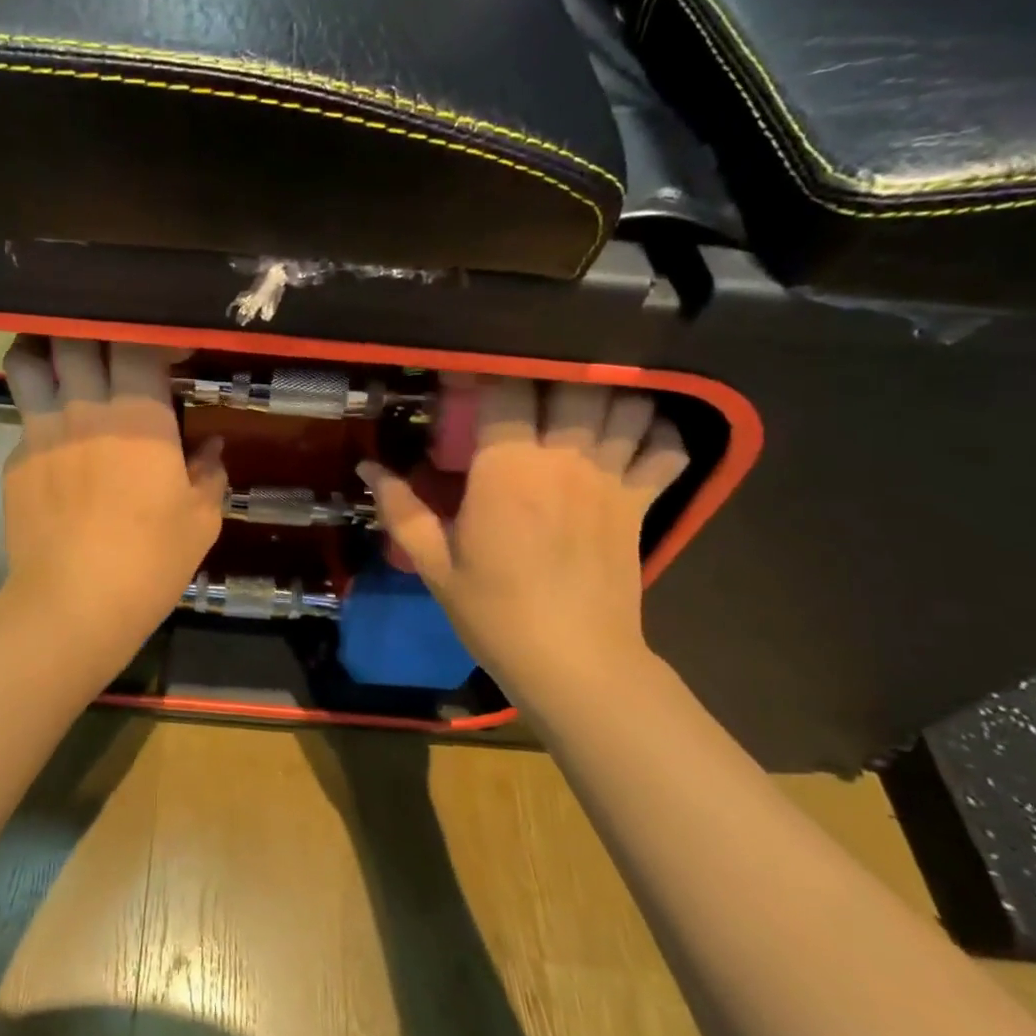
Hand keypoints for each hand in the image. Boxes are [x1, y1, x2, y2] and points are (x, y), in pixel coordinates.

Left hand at [0, 337, 227, 647]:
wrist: (74, 605)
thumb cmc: (150, 562)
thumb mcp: (201, 521)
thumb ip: (209, 474)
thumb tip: (211, 447)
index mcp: (139, 417)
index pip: (138, 343)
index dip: (155, 336)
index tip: (170, 352)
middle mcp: (85, 409)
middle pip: (74, 336)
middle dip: (93, 331)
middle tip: (110, 348)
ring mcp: (41, 431)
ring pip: (26, 361)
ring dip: (43, 351)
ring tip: (60, 363)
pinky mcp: (14, 460)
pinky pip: (23, 418)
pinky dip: (39, 416)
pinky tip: (55, 446)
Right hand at [357, 381, 688, 695]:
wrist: (573, 663)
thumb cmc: (495, 613)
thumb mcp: (434, 565)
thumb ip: (401, 509)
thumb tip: (367, 467)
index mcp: (507, 469)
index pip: (504, 389)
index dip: (484, 372)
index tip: (467, 378)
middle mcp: (563, 459)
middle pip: (572, 383)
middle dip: (549, 375)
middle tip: (525, 388)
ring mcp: (611, 477)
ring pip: (625, 404)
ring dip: (605, 395)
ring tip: (578, 404)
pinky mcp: (642, 502)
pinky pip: (668, 447)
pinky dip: (658, 431)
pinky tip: (633, 434)